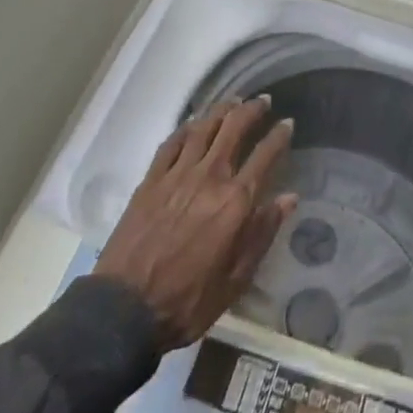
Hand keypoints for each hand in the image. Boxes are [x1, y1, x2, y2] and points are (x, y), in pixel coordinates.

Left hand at [95, 97, 296, 350]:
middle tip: (262, 101)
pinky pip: (172, 143)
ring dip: (221, 110)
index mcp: (235, 202)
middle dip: (252, 110)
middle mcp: (209, 177)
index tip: (288, 124)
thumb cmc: (188, 301)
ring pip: (203, 128)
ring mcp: (177, 175)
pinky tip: (194, 124)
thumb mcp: (236, 279)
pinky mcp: (150, 181)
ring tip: (232, 102)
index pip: (265, 156)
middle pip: (234, 129)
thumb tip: (289, 198)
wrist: (124, 311)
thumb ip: (263, 233)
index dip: (279, 136)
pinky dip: (187, 128)